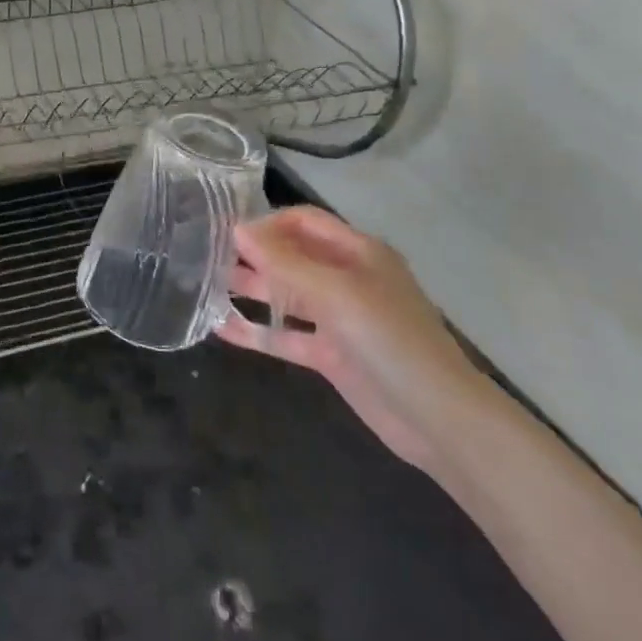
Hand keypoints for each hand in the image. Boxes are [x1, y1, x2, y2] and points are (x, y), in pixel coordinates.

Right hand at [219, 206, 491, 473]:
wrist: (437, 418)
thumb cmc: (389, 340)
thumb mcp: (336, 293)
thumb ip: (285, 262)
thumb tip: (238, 229)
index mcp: (357, 253)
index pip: (303, 222)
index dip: (266, 223)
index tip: (224, 233)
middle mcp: (346, 279)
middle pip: (291, 256)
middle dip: (251, 255)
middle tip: (204, 257)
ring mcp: (338, 319)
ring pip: (285, 296)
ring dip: (250, 290)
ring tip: (204, 286)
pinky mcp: (330, 355)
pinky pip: (286, 336)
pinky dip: (257, 332)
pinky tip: (221, 328)